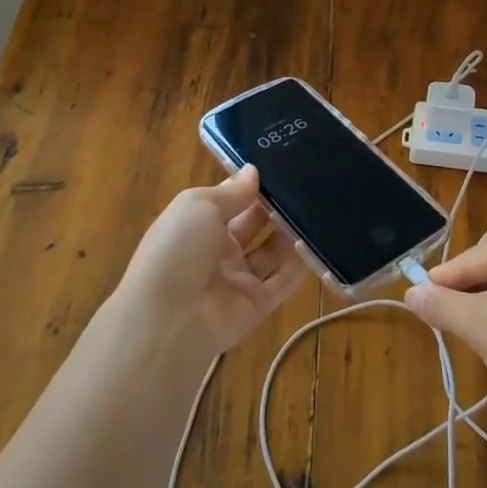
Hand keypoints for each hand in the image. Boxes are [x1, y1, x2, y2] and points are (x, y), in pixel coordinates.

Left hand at [113, 167, 309, 360]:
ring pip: (272, 252)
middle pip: (254, 225)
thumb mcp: (198, 206)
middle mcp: (218, 251)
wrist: (168, 319)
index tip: (280, 168)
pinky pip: (284, 281)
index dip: (251, 186)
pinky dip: (300, 264)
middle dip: (275, 207)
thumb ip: (231, 192)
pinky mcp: (258, 304)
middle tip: (306, 185)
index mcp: (198, 225)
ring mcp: (238, 279)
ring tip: (317, 208)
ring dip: (290, 233)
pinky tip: (317, 242)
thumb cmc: (178, 249)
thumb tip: (254, 172)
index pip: (230, 202)